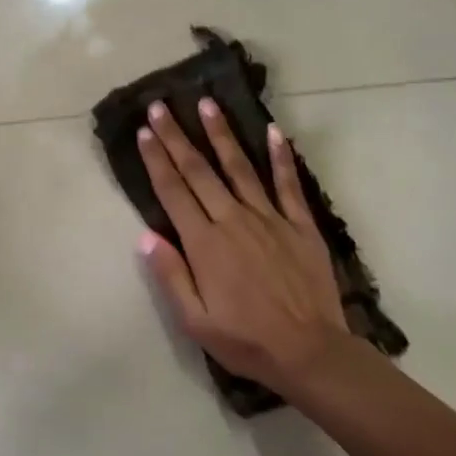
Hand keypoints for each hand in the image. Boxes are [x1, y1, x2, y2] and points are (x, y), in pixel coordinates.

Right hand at [136, 99, 367, 390]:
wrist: (310, 352)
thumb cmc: (246, 340)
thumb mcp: (195, 320)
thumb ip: (170, 275)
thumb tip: (145, 236)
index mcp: (204, 244)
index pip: (173, 192)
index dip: (157, 160)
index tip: (145, 132)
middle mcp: (233, 221)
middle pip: (199, 171)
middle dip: (177, 137)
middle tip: (161, 106)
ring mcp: (269, 219)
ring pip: (240, 168)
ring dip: (221, 134)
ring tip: (207, 104)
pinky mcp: (300, 225)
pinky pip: (288, 184)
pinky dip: (281, 157)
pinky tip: (273, 132)